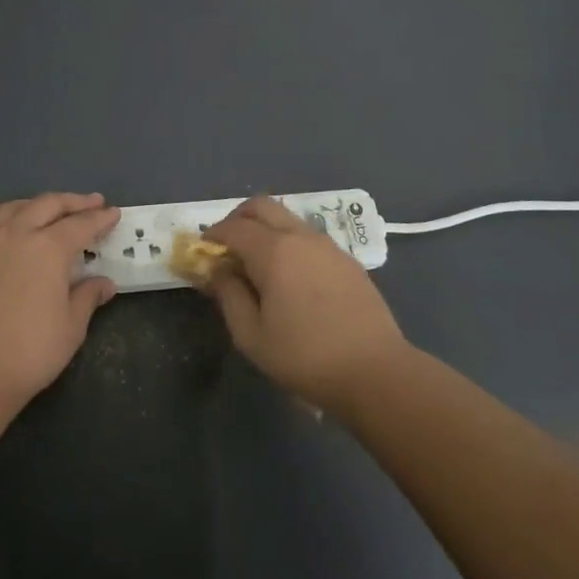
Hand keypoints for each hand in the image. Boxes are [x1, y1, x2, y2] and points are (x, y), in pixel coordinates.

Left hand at [0, 192, 120, 408]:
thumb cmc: (29, 352)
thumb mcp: (71, 327)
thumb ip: (88, 297)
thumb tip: (105, 283)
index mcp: (50, 248)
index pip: (82, 225)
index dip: (100, 218)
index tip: (113, 213)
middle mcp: (17, 232)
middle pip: (48, 205)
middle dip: (73, 202)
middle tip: (90, 203)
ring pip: (13, 207)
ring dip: (36, 204)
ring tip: (47, 208)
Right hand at [204, 196, 408, 412]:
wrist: (375, 372)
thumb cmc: (305, 357)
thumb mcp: (251, 335)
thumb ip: (228, 296)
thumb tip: (217, 271)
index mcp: (273, 251)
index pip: (233, 227)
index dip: (213, 235)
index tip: (202, 252)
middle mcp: (301, 237)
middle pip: (262, 206)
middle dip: (237, 219)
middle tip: (226, 246)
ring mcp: (328, 246)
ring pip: (288, 219)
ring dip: (265, 229)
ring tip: (257, 264)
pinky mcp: (347, 260)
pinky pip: (309, 237)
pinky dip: (289, 243)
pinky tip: (290, 277)